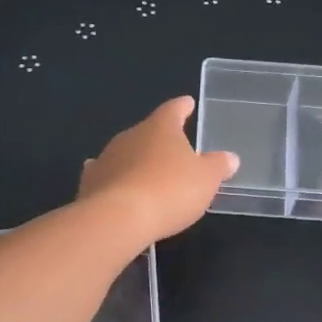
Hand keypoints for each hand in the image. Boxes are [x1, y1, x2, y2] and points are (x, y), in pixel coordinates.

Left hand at [78, 96, 239, 242]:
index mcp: (160, 128)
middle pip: (148, 132)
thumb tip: (229, 157)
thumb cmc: (170, 191)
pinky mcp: (91, 182)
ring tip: (148, 171)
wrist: (118, 218)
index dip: (183, 107)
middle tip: (174, 151)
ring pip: (126, 153)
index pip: (174, 109)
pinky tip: (116, 183)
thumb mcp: (206, 180)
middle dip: (160, 140)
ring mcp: (107, 157)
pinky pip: (107, 174)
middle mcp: (131, 135)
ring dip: (137, 160)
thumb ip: (218, 166)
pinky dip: (115, 177)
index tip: (188, 103)